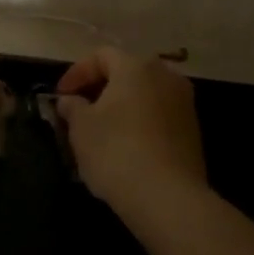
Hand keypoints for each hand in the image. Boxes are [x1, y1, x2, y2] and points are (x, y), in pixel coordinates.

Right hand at [56, 47, 206, 222]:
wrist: (168, 198)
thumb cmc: (116, 152)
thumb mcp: (81, 128)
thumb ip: (72, 107)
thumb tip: (70, 101)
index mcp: (136, 66)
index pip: (101, 56)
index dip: (77, 73)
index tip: (60, 96)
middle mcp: (165, 75)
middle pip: (126, 72)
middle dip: (100, 88)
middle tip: (79, 110)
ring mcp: (184, 103)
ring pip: (144, 95)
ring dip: (121, 106)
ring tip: (101, 130)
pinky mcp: (193, 131)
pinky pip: (159, 115)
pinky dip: (140, 122)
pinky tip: (125, 146)